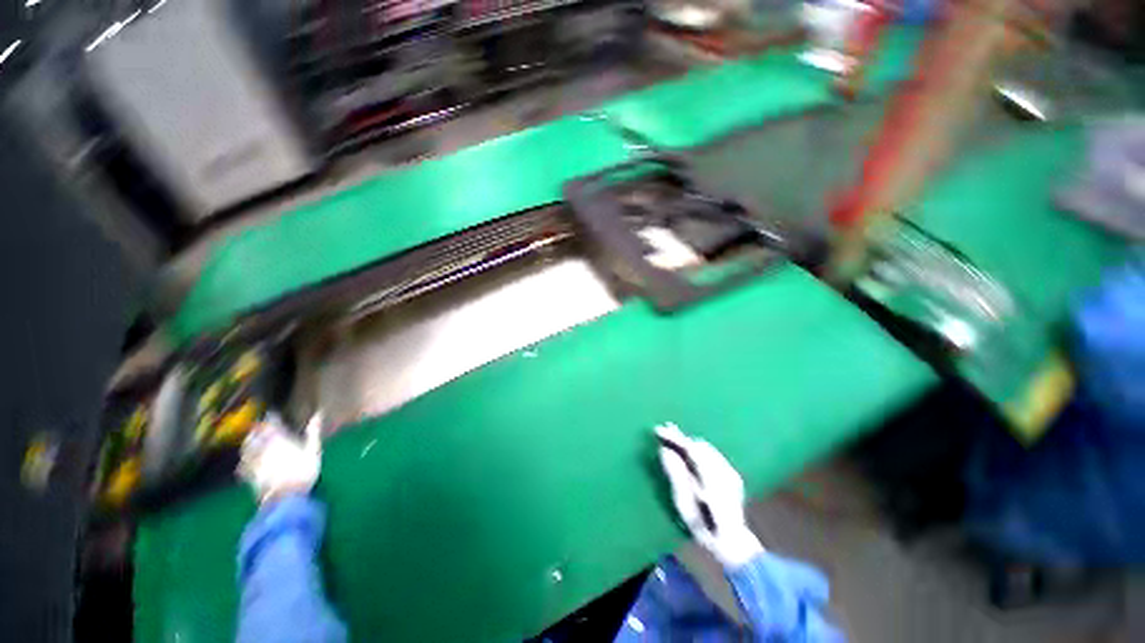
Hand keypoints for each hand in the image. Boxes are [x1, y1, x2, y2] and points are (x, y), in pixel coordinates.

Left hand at [239, 412, 322, 503]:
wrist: (286, 497)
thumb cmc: (303, 470)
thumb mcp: (314, 449)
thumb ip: (313, 431)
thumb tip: (318, 413)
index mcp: (279, 440)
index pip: (271, 424)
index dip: (270, 418)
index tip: (272, 413)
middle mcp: (263, 448)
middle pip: (255, 435)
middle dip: (256, 430)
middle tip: (258, 427)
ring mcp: (254, 462)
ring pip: (246, 449)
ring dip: (248, 443)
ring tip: (250, 441)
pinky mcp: (249, 476)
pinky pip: (242, 466)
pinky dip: (243, 462)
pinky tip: (244, 463)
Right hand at [656, 422, 762, 568]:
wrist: (733, 543)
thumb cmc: (703, 528)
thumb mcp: (684, 505)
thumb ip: (675, 475)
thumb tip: (664, 450)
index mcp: (713, 479)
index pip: (691, 449)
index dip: (674, 438)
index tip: (658, 430)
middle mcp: (725, 472)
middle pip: (699, 445)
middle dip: (680, 438)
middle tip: (663, 431)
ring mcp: (731, 472)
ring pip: (706, 448)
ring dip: (689, 442)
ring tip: (673, 438)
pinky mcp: (732, 474)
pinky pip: (711, 454)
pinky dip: (697, 449)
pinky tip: (689, 451)